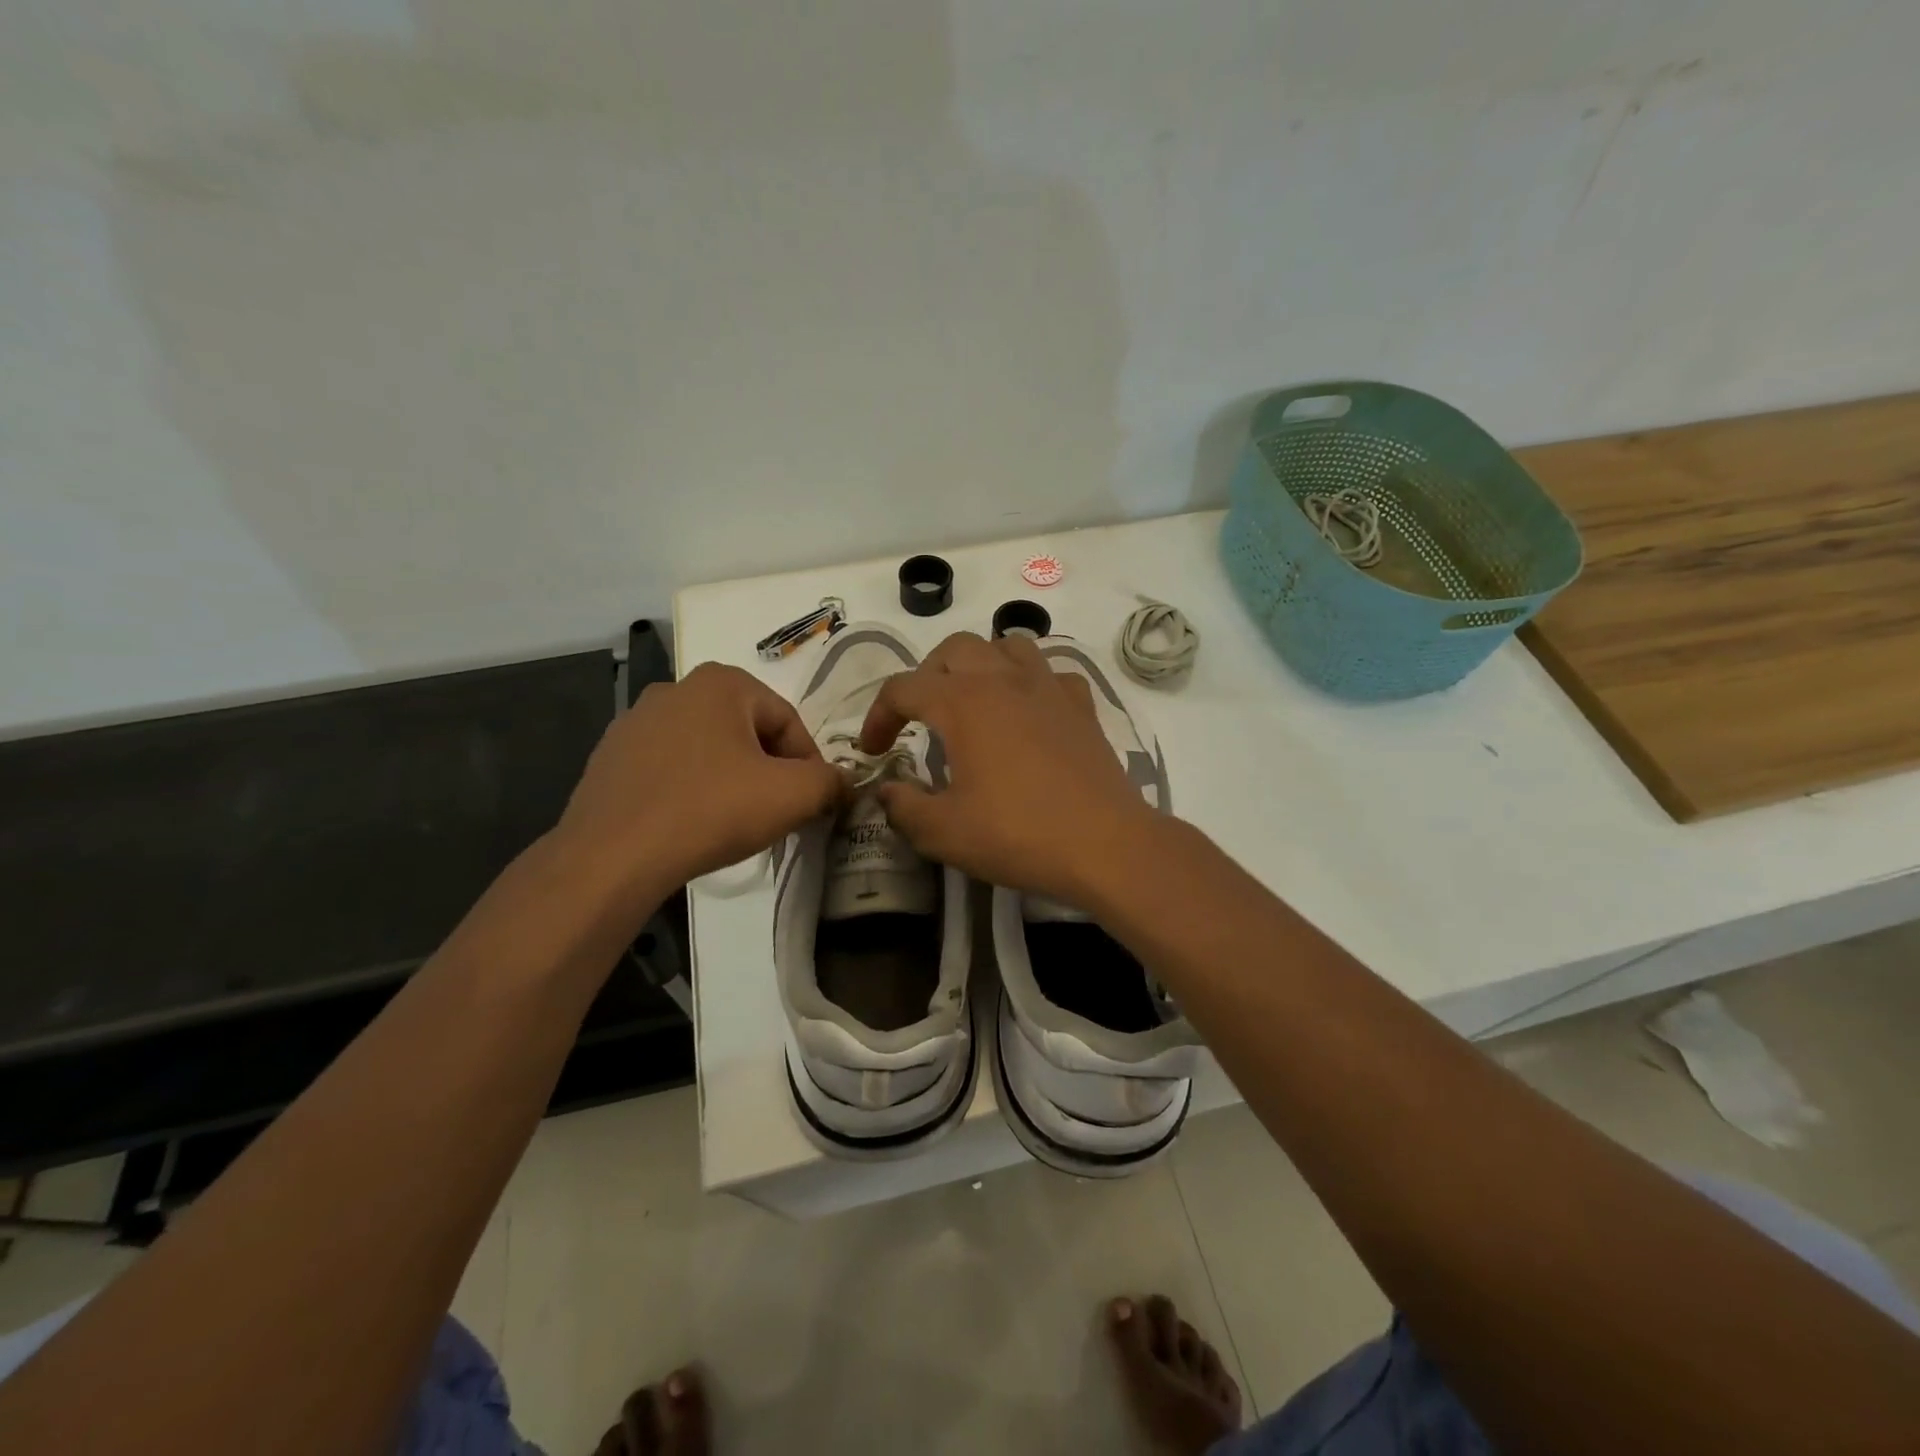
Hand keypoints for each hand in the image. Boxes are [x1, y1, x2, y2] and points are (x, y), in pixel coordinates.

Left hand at [554, 663, 842, 898]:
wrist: (612, 857)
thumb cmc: (711, 810)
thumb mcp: (792, 795)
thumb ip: (830, 782)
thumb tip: (844, 783)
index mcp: (721, 682)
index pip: (788, 721)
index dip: (809, 764)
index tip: (812, 802)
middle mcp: (675, 688)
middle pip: (748, 732)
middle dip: (770, 771)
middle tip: (778, 813)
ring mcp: (635, 722)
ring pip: (708, 750)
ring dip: (731, 780)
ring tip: (736, 823)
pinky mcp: (610, 758)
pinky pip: (670, 769)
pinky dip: (691, 790)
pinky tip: (692, 825)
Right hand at [857, 632, 1158, 904]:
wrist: (1105, 845)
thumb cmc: (1018, 834)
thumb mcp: (943, 832)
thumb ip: (903, 807)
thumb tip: (887, 791)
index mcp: (963, 702)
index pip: (903, 688)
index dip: (877, 716)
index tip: (873, 751)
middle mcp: (1004, 680)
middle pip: (954, 649)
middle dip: (925, 676)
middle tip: (919, 718)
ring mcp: (1048, 688)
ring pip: (1007, 645)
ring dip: (980, 664)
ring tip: (971, 699)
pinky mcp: (1081, 706)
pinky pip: (1050, 672)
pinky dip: (1030, 681)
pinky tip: (1028, 711)